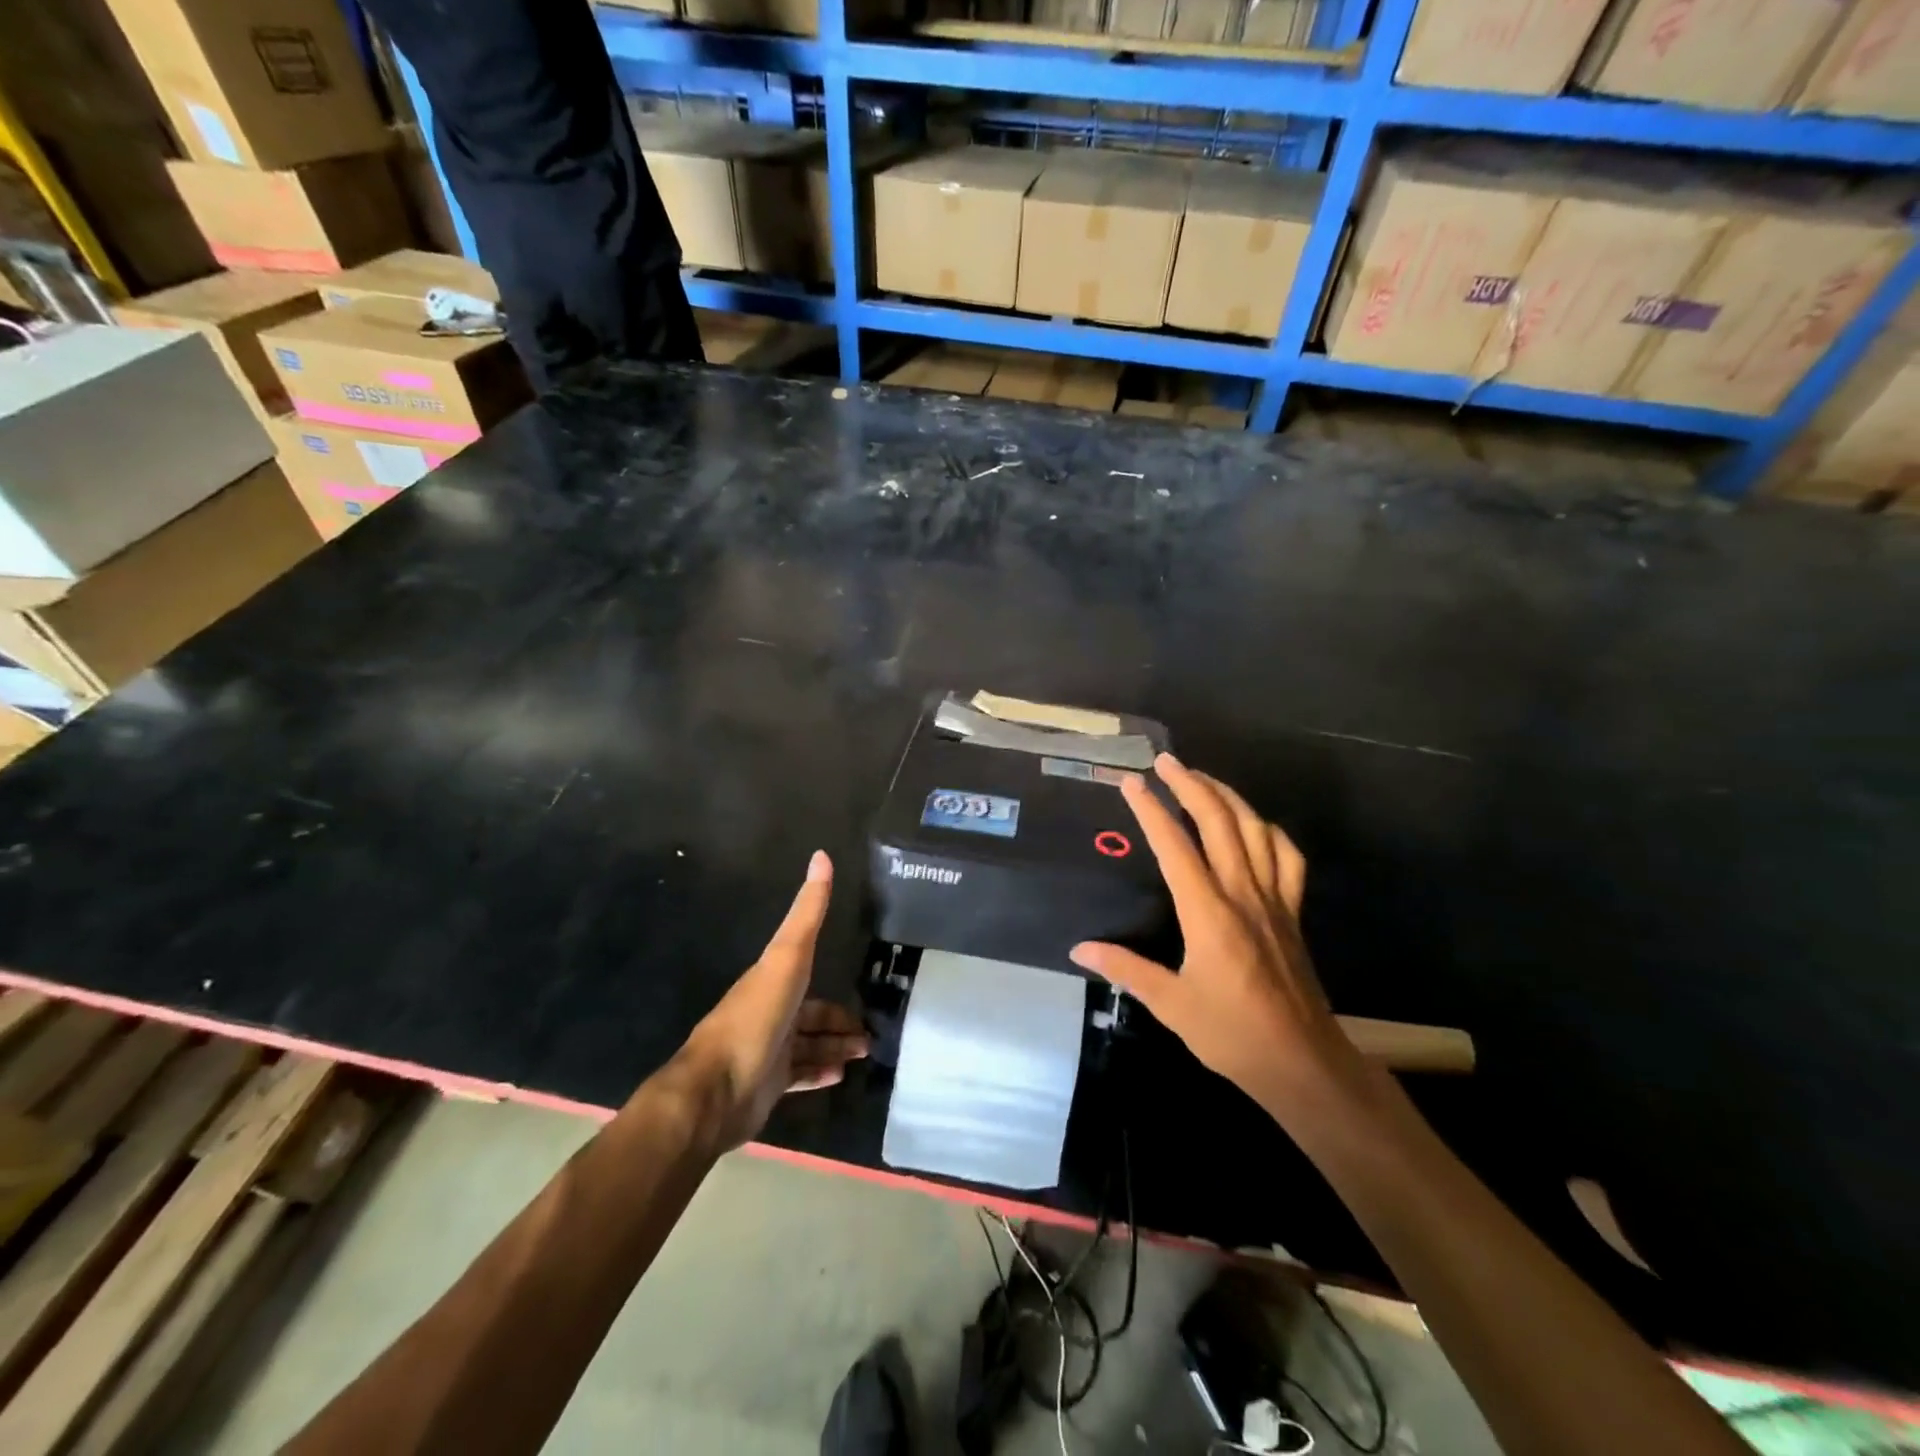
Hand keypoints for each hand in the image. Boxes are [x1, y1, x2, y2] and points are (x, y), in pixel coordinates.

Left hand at [683, 851, 869, 1148]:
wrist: (716, 1090)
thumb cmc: (755, 1018)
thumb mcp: (788, 957)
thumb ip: (808, 912)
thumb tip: (821, 854)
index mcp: (772, 981)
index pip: (808, 976)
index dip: (834, 984)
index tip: (864, 991)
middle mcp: (770, 1013)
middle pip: (812, 1015)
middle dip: (840, 1022)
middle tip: (872, 1032)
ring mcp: (767, 1051)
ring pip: (809, 1046)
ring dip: (836, 1047)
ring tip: (865, 1052)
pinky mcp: (766, 1086)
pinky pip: (799, 1076)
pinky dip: (820, 1074)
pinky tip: (841, 1076)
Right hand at [1069, 755, 1366, 1121]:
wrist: (1303, 1062)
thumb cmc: (1232, 1035)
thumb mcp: (1171, 1005)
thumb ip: (1125, 969)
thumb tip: (1079, 949)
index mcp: (1208, 913)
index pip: (1176, 847)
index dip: (1152, 810)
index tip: (1132, 783)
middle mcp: (1243, 894)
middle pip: (1219, 822)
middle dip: (1191, 785)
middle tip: (1166, 761)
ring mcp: (1274, 899)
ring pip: (1255, 830)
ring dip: (1228, 796)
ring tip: (1202, 778)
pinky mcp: (1292, 911)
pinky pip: (1288, 857)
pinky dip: (1270, 831)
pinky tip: (1255, 825)